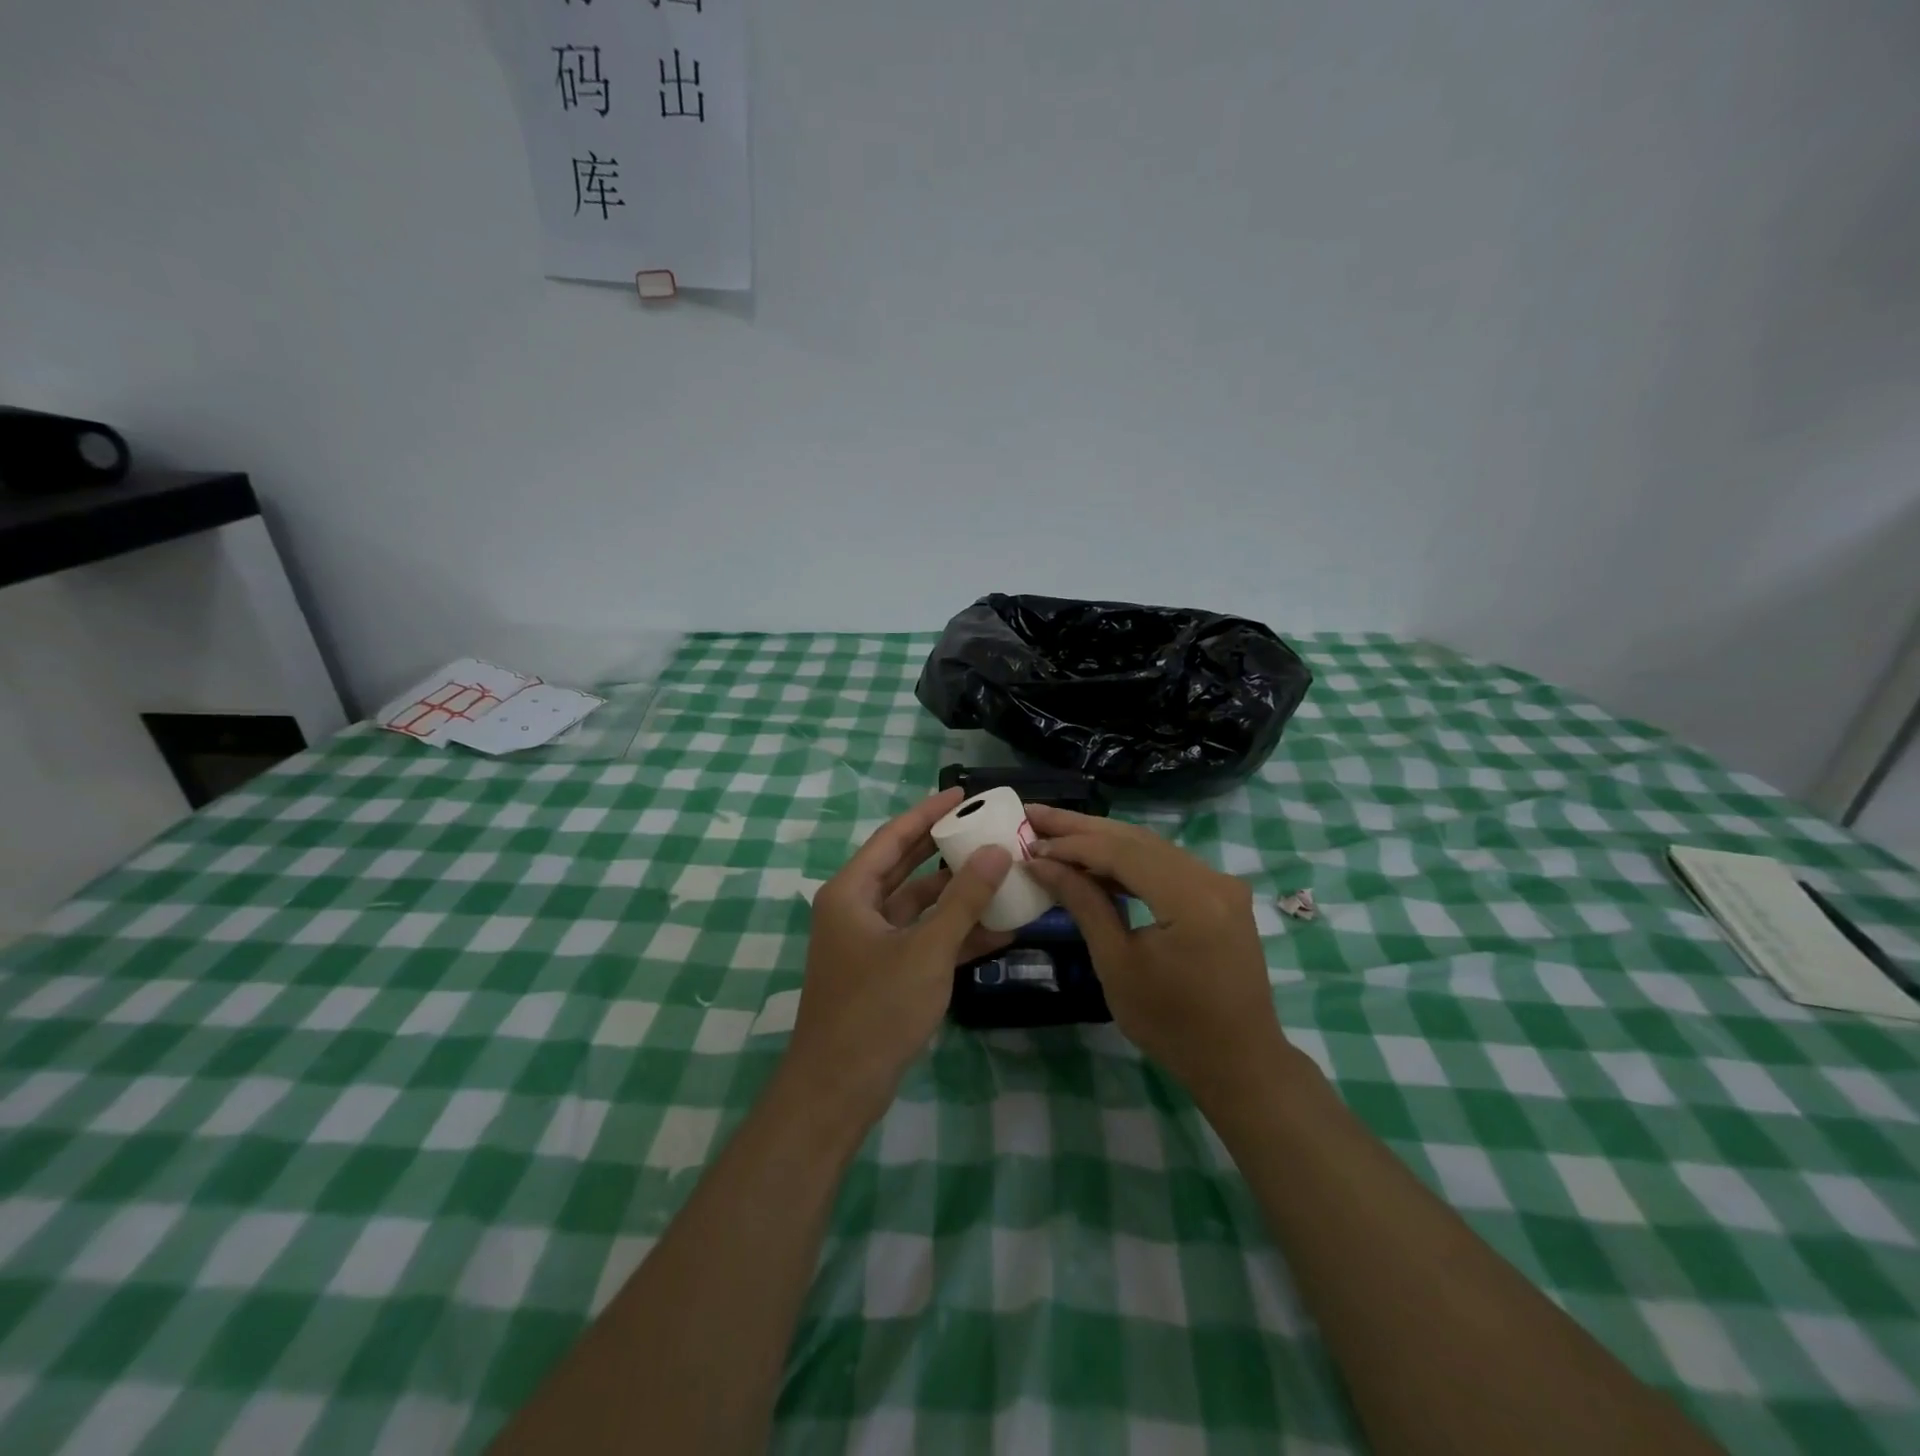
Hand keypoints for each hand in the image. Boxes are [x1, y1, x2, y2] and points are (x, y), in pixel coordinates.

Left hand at [786, 789, 1012, 1121]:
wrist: (838, 1089)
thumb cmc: (876, 1008)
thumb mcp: (927, 949)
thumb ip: (964, 899)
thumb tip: (997, 852)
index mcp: (852, 892)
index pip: (894, 836)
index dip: (928, 812)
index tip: (963, 793)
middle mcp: (857, 909)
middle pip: (906, 866)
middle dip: (946, 848)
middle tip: (987, 828)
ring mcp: (870, 942)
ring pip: (919, 905)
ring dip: (957, 895)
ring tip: (1003, 874)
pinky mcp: (885, 971)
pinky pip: (923, 938)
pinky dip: (955, 933)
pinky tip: (999, 929)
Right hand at [1024, 805, 1285, 1095]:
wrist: (1239, 1063)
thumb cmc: (1171, 1025)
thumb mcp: (1117, 964)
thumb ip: (1083, 903)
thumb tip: (1041, 863)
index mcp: (1191, 898)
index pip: (1122, 852)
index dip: (1072, 844)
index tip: (1029, 844)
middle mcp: (1212, 878)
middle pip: (1136, 839)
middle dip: (1081, 828)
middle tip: (1033, 815)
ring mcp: (1220, 883)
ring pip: (1150, 846)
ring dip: (1101, 840)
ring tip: (1054, 832)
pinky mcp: (1219, 894)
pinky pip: (1165, 863)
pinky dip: (1127, 860)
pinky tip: (1094, 860)